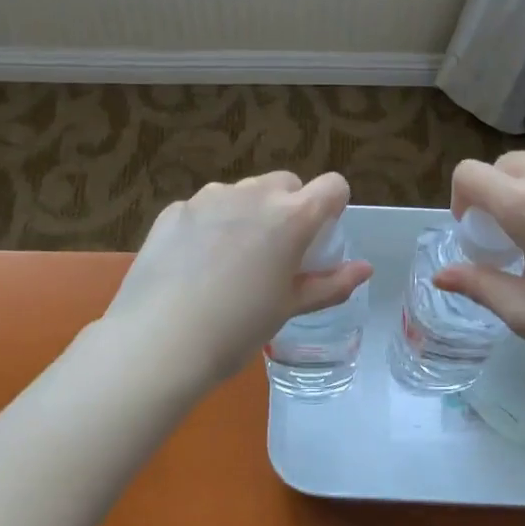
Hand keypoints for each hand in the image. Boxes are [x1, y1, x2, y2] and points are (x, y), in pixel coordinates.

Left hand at [104, 171, 372, 389]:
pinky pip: (205, 208)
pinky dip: (211, 225)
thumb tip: (365, 269)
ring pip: (243, 192)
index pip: (332, 186)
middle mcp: (252, 194)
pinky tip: (195, 264)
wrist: (159, 342)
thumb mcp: (289, 308)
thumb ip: (330, 284)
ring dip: (249, 213)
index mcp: (291, 217)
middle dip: (289, 208)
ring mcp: (208, 198)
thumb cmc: (237, 329)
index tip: (320, 236)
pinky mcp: (174, 209)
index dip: (333, 206)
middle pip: (286, 183)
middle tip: (276, 253)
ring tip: (231, 260)